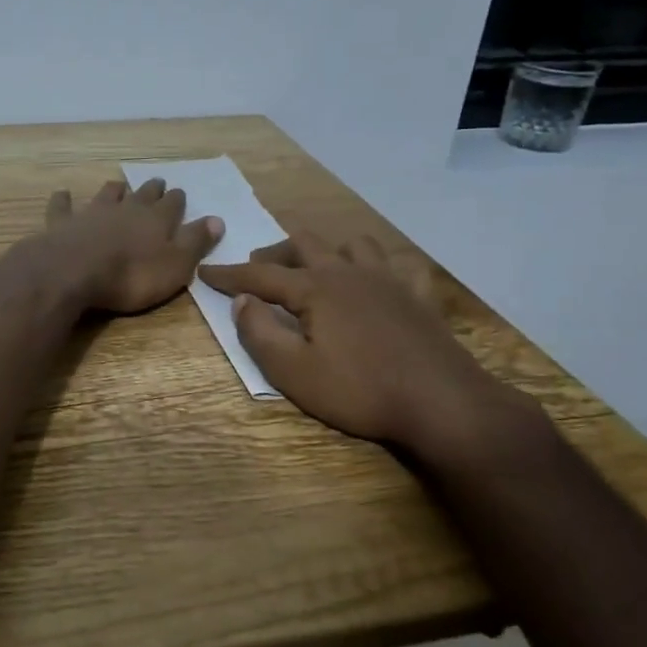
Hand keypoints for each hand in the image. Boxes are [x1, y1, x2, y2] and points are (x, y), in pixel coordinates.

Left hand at [41, 179, 222, 314]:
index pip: (173, 204)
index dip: (177, 200)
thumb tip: (218, 220)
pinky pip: (63, 207)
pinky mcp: (63, 223)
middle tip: (157, 182)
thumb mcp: (176, 265)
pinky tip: (62, 194)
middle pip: (142, 194)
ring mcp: (92, 213)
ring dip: (114, 190)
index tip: (179, 194)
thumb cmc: (132, 276)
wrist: (75, 272)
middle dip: (152, 189)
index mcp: (157, 220)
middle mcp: (126, 209)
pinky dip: (63, 200)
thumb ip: (195, 242)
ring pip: (107, 195)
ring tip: (118, 185)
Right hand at [200, 233, 539, 470]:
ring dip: (327, 250)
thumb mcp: (293, 372)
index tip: (204, 270)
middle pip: (305, 244)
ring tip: (316, 269)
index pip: (261, 275)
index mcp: (316, 289)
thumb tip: (241, 301)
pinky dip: (383, 266)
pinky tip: (379, 279)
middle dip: (275, 252)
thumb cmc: (360, 390)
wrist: (441, 402)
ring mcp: (389, 281)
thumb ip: (260, 333)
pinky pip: (401, 265)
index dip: (229, 274)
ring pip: (353, 244)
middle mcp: (349, 273)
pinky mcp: (419, 297)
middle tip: (259, 268)